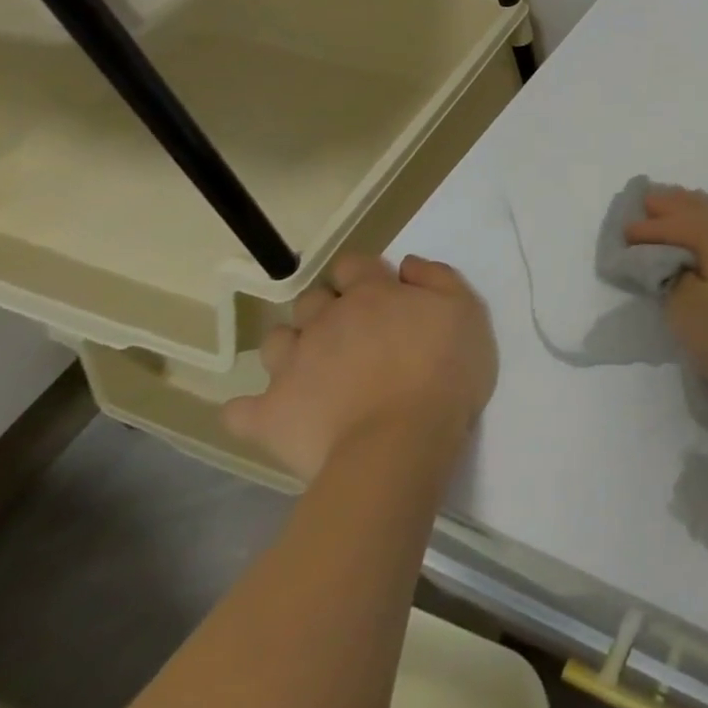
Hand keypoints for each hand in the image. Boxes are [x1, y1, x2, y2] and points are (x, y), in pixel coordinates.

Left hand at [222, 254, 497, 482]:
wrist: (400, 442)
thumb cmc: (444, 371)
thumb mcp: (467, 312)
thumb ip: (438, 278)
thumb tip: (406, 265)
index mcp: (372, 293)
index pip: (353, 265)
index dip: (363, 273)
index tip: (379, 290)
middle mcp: (325, 320)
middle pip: (312, 299)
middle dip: (327, 308)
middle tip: (353, 331)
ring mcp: (291, 366)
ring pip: (275, 341)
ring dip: (291, 346)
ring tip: (314, 367)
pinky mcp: (268, 415)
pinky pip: (240, 410)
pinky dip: (251, 409)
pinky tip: (269, 413)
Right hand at [624, 189, 707, 416]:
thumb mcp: (688, 314)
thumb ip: (672, 279)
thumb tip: (676, 262)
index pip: (675, 225)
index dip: (648, 229)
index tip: (625, 231)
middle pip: (704, 207)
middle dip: (674, 205)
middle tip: (650, 198)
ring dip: (705, 208)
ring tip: (688, 204)